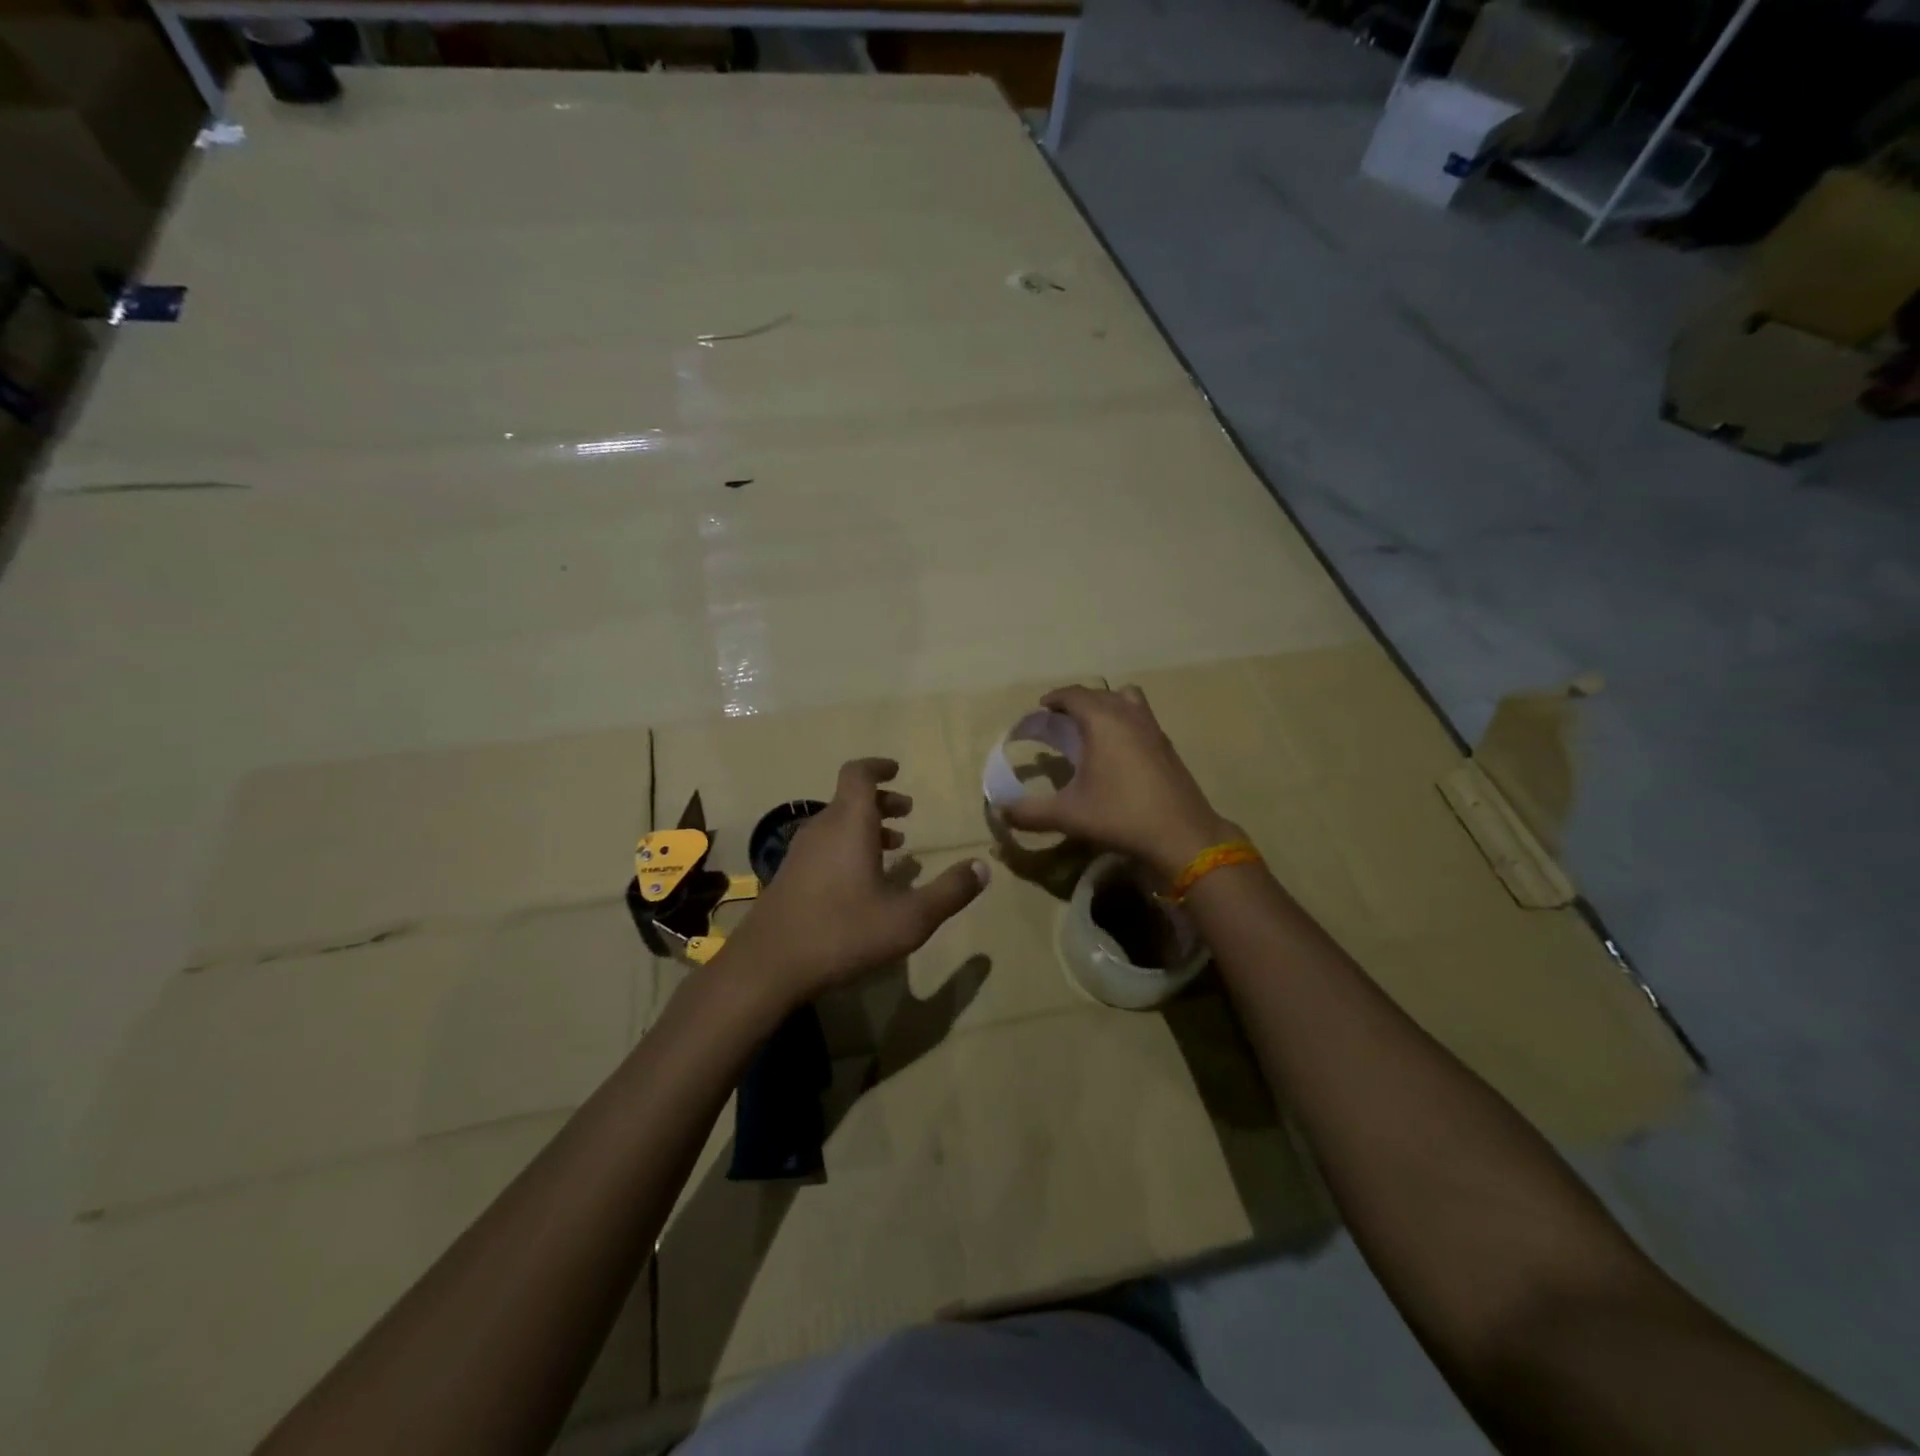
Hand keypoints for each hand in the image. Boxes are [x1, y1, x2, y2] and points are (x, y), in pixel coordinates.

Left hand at [717, 758, 989, 1009]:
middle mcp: (822, 829)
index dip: (878, 767)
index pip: (859, 774)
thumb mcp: (909, 918)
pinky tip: (861, 882)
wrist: (768, 966)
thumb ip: (949, 892)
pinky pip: (823, 846)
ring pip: (836, 824)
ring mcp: (800, 853)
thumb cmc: (843, 933)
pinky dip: (847, 847)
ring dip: (865, 826)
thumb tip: (982, 867)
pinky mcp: (788, 877)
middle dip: (881, 802)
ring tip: (893, 848)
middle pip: (850, 799)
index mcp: (849, 824)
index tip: (897, 770)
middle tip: (907, 813)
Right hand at [999, 685, 1237, 878]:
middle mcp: (1129, 715)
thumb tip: (1001, 812)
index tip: (1040, 710)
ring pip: (1126, 699)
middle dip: (1076, 702)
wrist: (1182, 835)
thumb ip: (1029, 812)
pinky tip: (1117, 752)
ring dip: (1106, 706)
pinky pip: (1141, 717)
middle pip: (1099, 694)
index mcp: (1102, 721)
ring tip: (1091, 729)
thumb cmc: (1120, 816)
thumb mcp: (1068, 815)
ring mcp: (1153, 728)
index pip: (1074, 694)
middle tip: (1059, 722)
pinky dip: (1124, 721)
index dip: (1054, 699)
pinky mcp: (1167, 746)